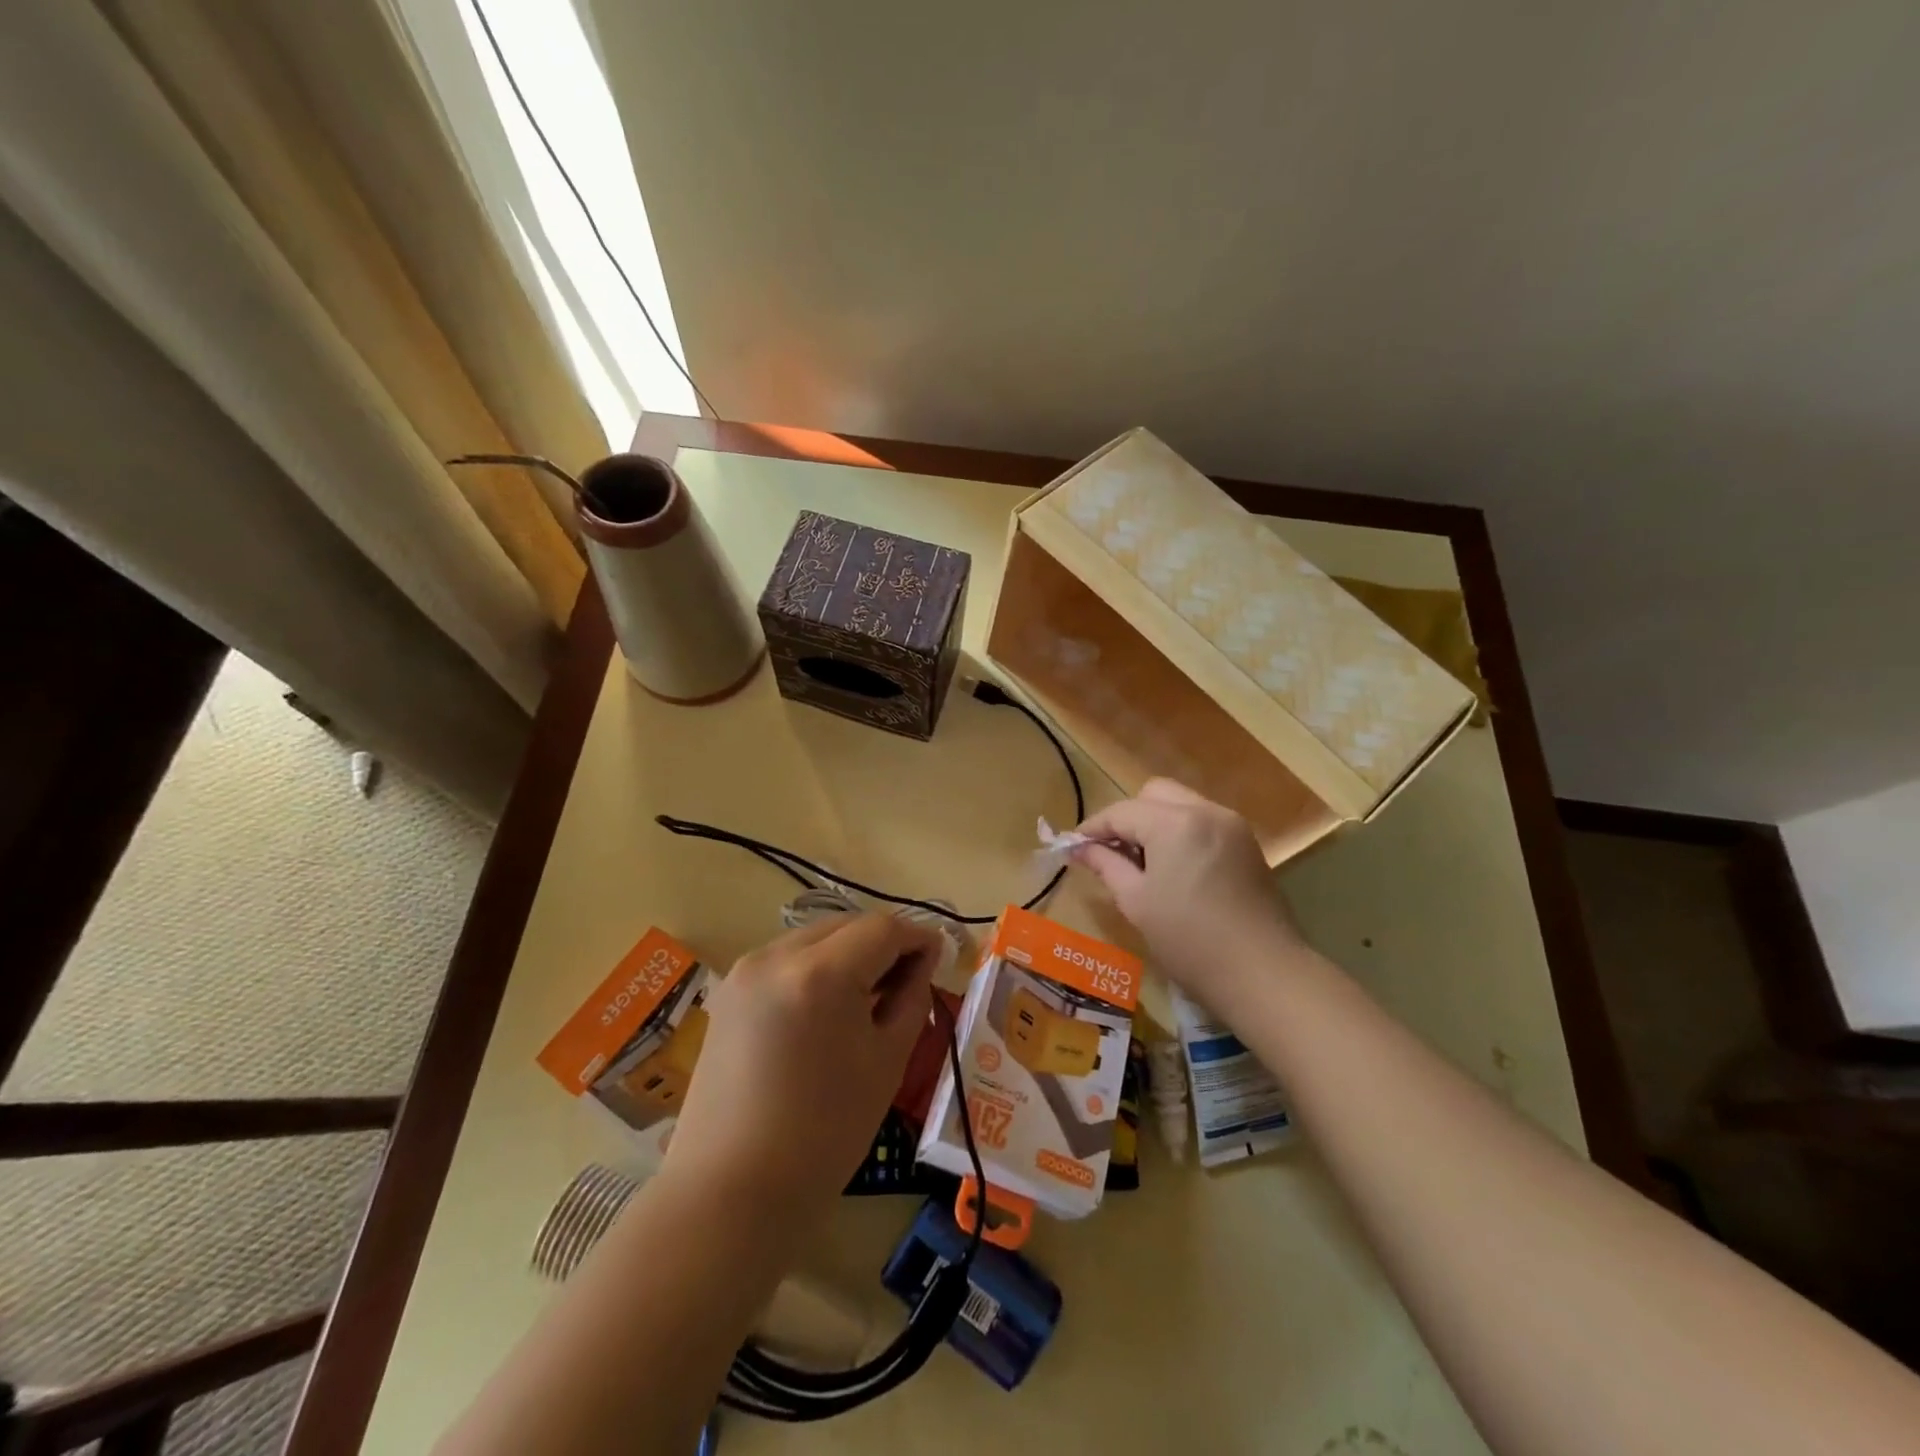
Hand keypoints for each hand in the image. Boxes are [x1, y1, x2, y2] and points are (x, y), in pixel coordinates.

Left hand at [662, 913, 939, 1229]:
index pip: (883, 929)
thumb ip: (910, 998)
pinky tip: (827, 1007)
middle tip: (909, 978)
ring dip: (849, 953)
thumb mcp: (885, 1063)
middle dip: (883, 943)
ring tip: (869, 995)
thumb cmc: (823, 1134)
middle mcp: (777, 955)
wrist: (730, 1193)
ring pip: (815, 938)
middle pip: (846, 925)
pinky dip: (816, 968)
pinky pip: (786, 960)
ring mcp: (745, 971)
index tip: (939, 956)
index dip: (917, 937)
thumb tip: (922, 960)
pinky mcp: (729, 993)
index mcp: (821, 973)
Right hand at [1073, 779, 1308, 1012]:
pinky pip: (1203, 822)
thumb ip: (1106, 865)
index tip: (1071, 847)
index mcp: (1174, 823)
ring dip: (1155, 823)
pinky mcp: (1247, 844)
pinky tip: (1173, 868)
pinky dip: (1181, 833)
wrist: (1264, 974)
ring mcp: (1231, 825)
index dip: (1092, 827)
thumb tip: (1079, 848)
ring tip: (1141, 862)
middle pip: (1154, 794)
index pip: (1121, 811)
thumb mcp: (1136, 902)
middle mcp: (1205, 811)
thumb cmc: (1189, 941)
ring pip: (1181, 804)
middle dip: (1128, 817)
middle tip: (1111, 852)